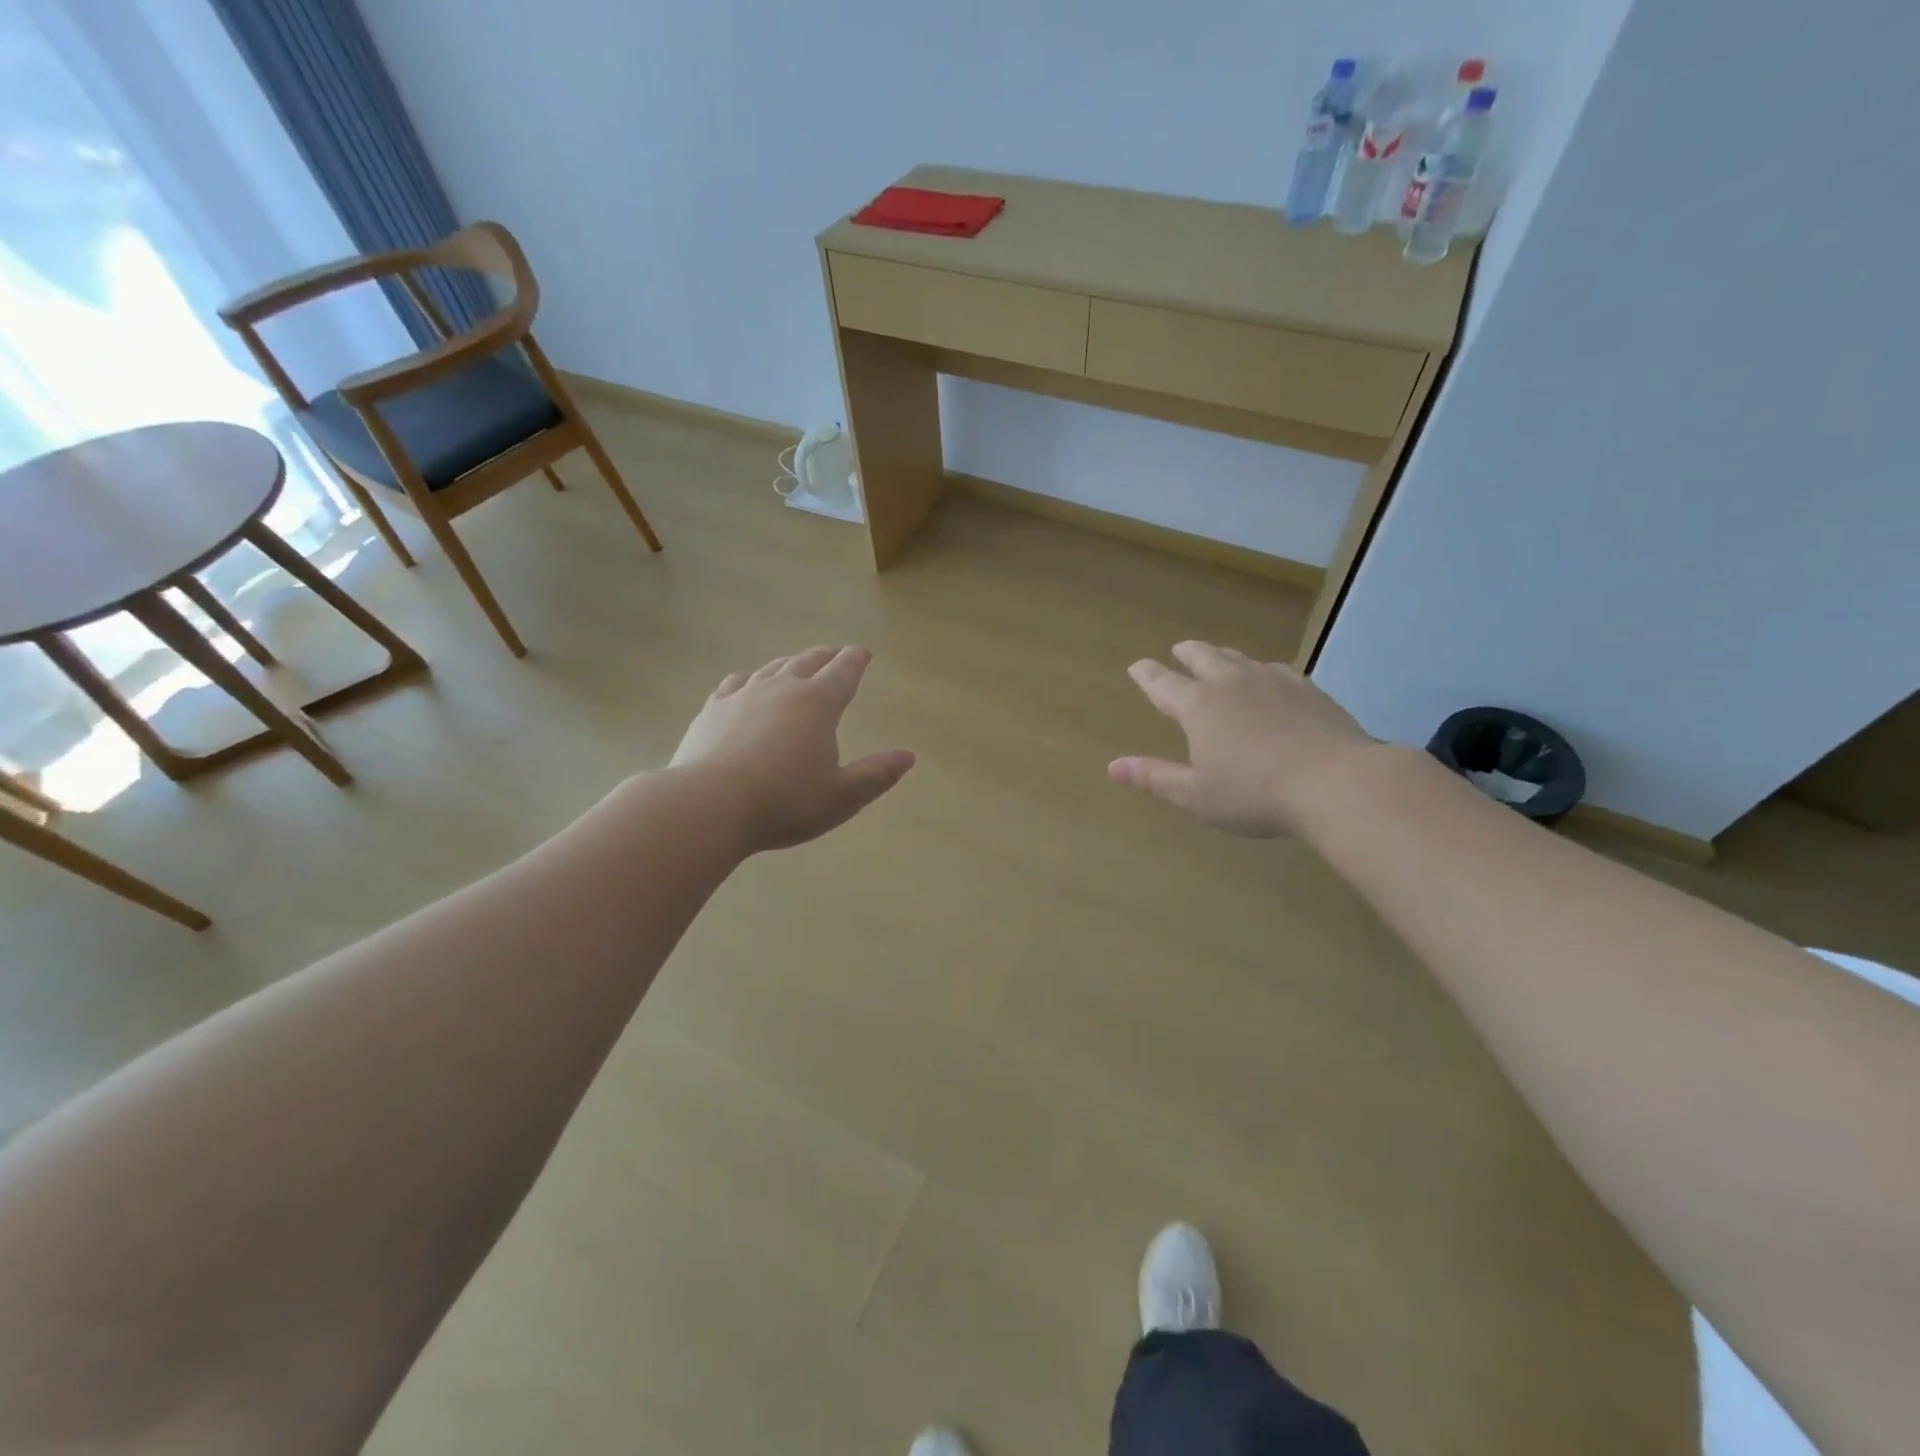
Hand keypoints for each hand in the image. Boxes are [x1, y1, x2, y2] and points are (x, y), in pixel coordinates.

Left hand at [671, 645, 914, 851]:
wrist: (709, 806)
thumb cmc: (785, 802)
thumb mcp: (842, 796)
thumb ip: (876, 774)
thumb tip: (908, 756)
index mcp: (818, 704)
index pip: (843, 672)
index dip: (856, 660)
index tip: (863, 653)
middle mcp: (782, 688)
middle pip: (808, 662)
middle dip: (826, 656)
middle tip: (835, 654)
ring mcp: (742, 695)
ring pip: (772, 668)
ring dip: (789, 664)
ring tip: (795, 666)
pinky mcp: (712, 710)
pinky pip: (735, 684)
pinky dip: (749, 680)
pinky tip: (745, 686)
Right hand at [1110, 641, 1373, 837]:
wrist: (1338, 783)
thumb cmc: (1256, 794)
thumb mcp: (1196, 796)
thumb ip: (1154, 778)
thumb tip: (1112, 766)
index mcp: (1199, 706)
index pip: (1162, 682)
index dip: (1146, 674)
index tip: (1137, 666)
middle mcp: (1231, 683)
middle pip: (1202, 656)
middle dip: (1185, 653)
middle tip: (1177, 652)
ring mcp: (1273, 680)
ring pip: (1239, 657)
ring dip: (1221, 657)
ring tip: (1218, 660)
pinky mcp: (1307, 688)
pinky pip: (1275, 669)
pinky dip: (1260, 671)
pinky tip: (1268, 680)